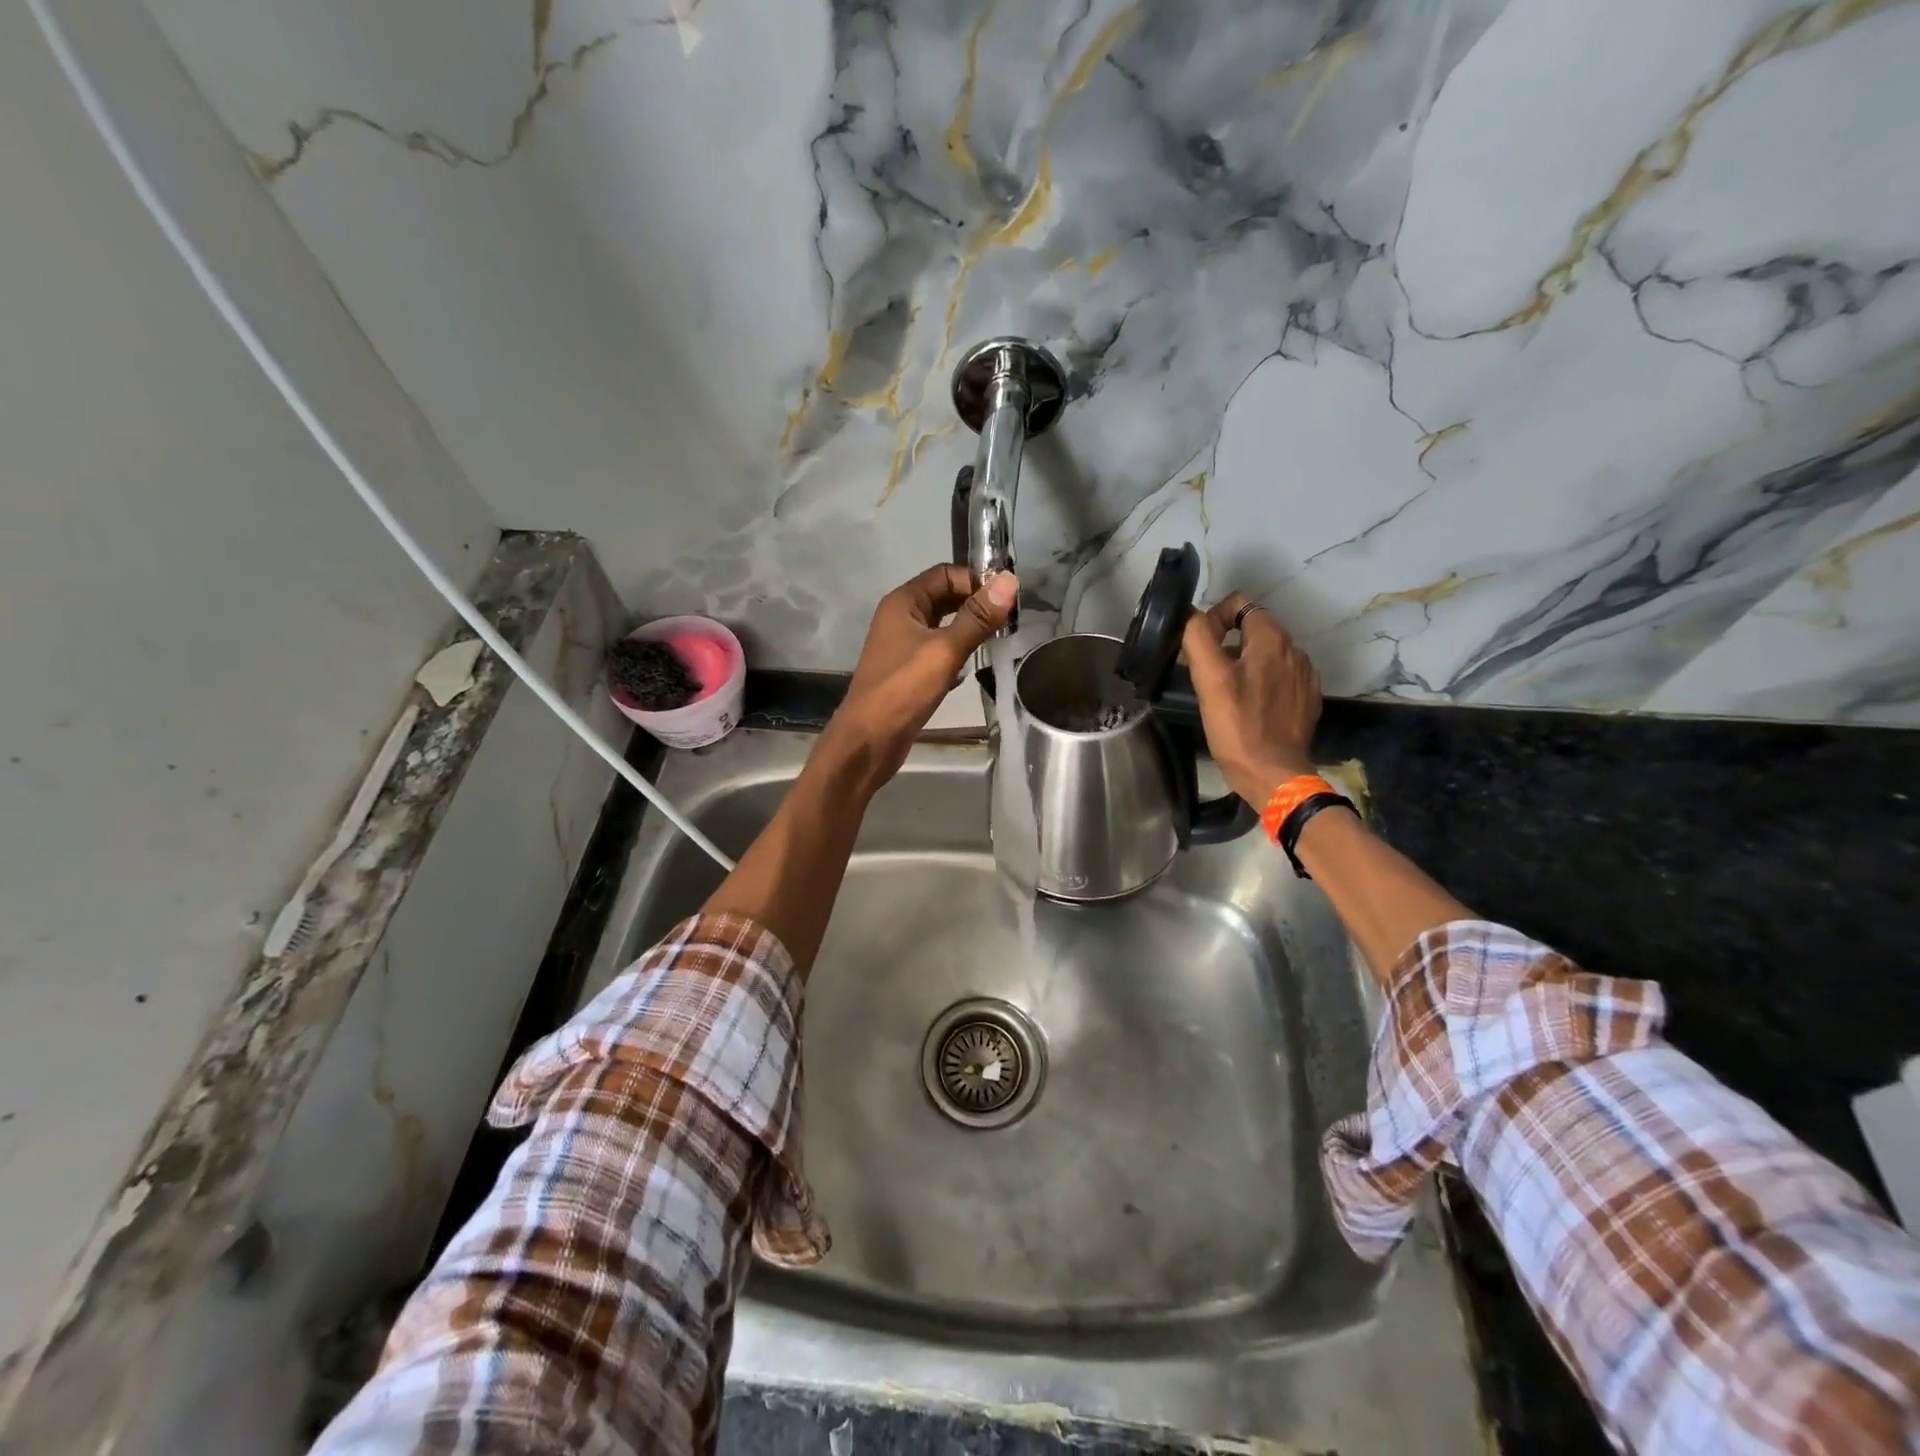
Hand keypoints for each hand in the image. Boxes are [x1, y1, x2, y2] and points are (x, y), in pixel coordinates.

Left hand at [815, 564, 1017, 796]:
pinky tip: (973, 668)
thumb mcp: (944, 650)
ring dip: (968, 630)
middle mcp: (900, 618)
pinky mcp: (908, 672)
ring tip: (999, 640)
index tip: (1006, 600)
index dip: (975, 581)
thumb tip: (1009, 581)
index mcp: (903, 603)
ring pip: (942, 627)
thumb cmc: (903, 690)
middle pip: (944, 598)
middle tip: (1009, 620)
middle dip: (975, 605)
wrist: (868, 741)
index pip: (944, 574)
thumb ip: (977, 618)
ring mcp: (902, 646)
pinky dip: (957, 654)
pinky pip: (937, 652)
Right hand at [1181, 593, 1321, 807]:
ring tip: (1228, 694)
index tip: (1201, 647)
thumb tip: (1193, 617)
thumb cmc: (1238, 727)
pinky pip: (1280, 677)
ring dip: (1246, 664)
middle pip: (1255, 629)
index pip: (1242, 603)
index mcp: (1272, 640)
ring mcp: (1304, 676)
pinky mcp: (1307, 699)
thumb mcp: (1209, 681)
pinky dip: (1263, 683)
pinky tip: (1250, 707)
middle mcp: (1295, 650)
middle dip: (1230, 644)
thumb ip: (1198, 639)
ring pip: (1268, 654)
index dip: (1216, 617)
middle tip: (1209, 676)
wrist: (1275, 775)